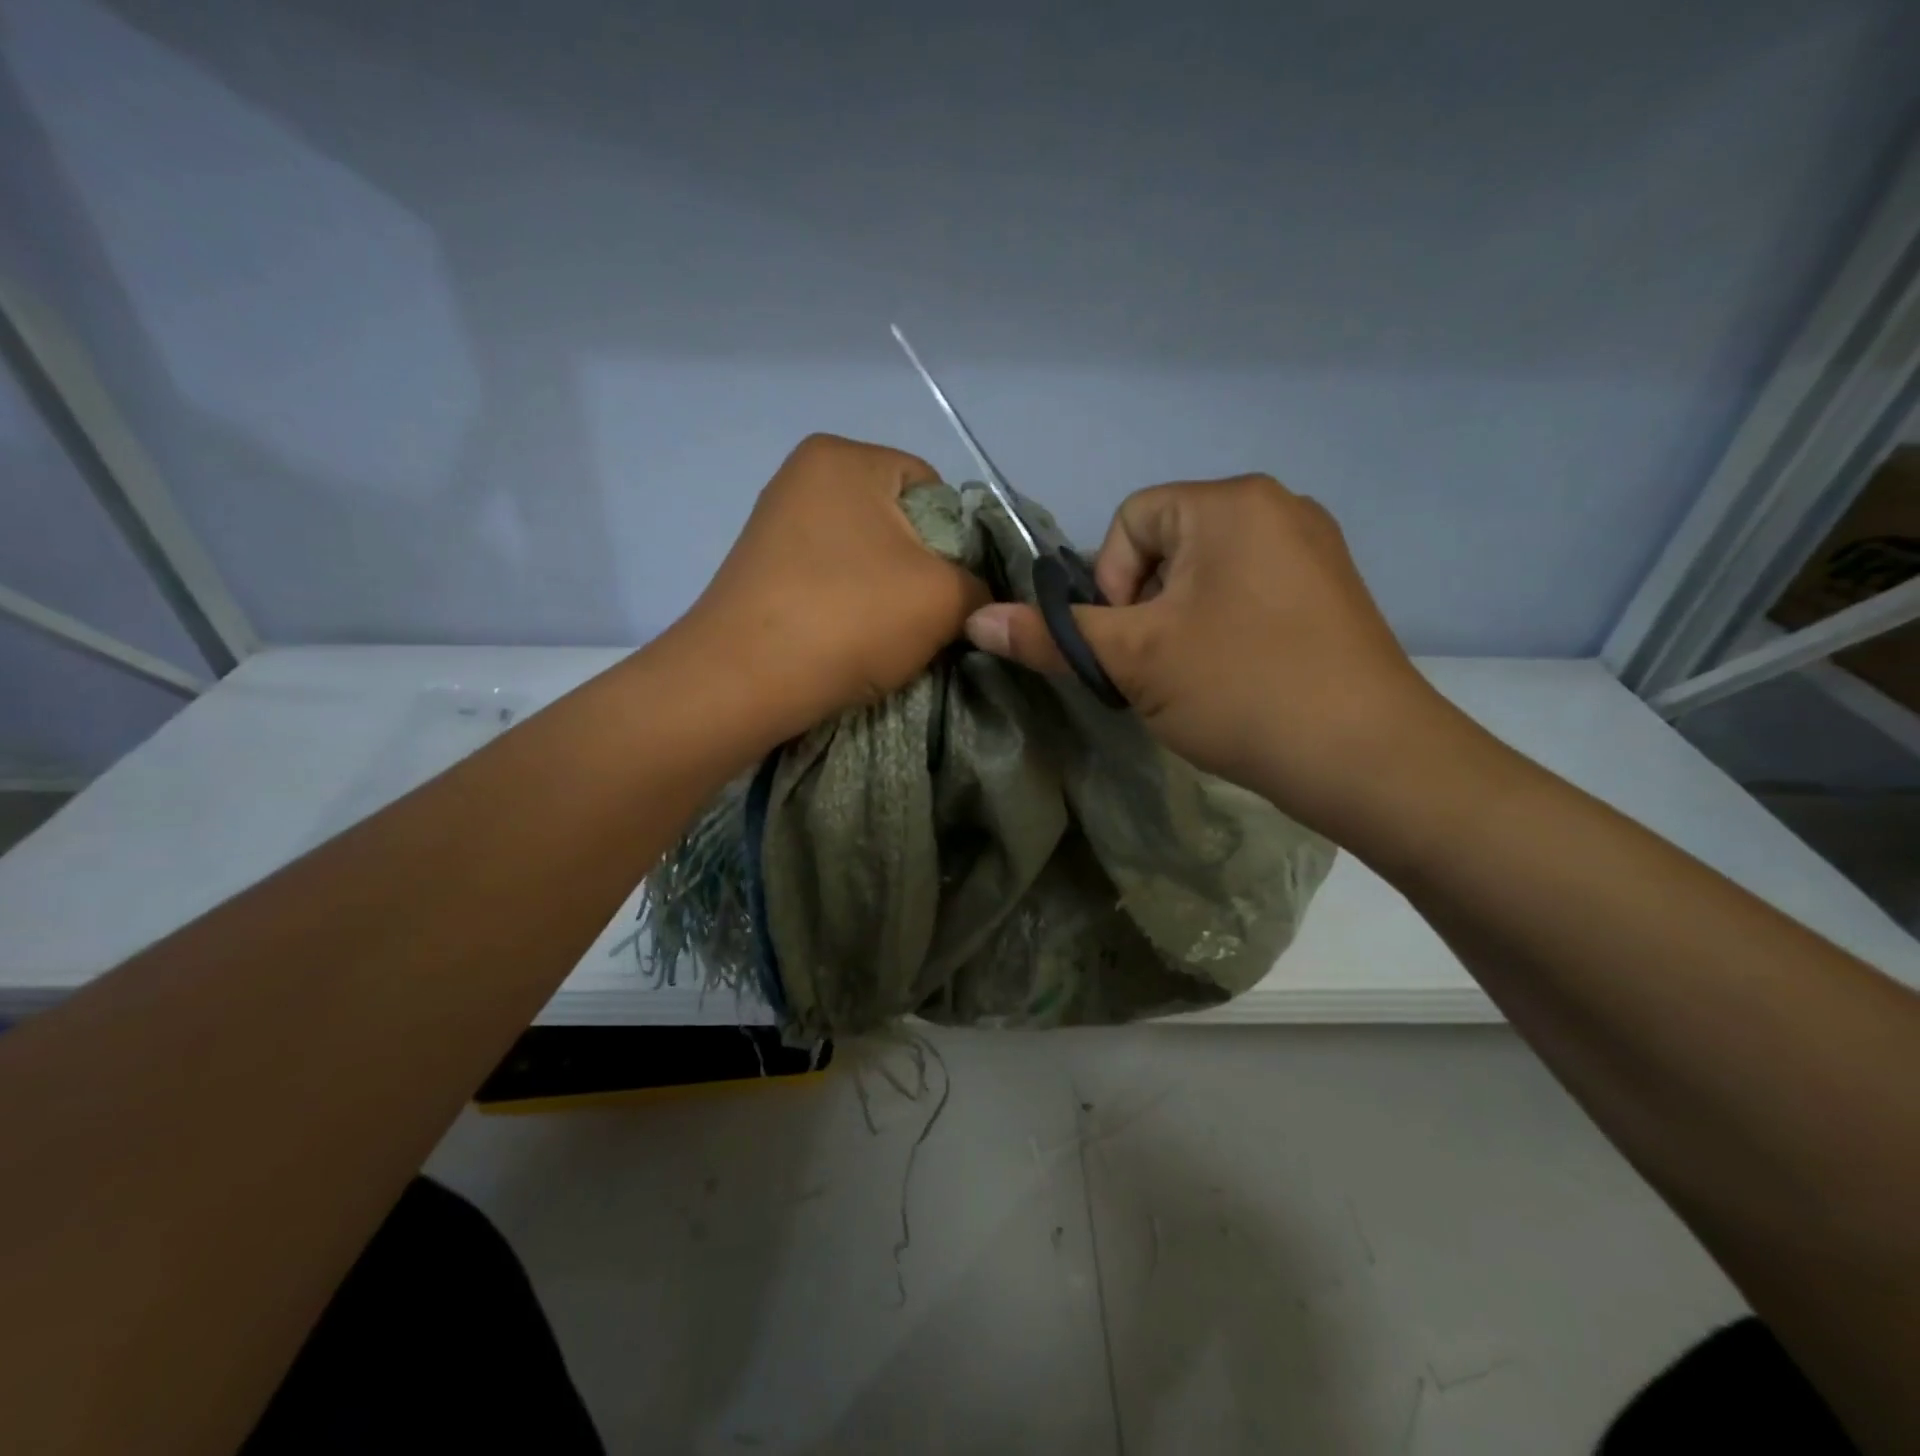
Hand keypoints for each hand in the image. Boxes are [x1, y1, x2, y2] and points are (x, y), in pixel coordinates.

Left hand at [674, 434, 988, 742]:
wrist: (742, 682)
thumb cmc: (849, 619)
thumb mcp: (944, 598)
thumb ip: (981, 587)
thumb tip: (977, 598)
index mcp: (845, 456)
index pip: (934, 490)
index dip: (957, 544)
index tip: (950, 593)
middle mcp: (804, 475)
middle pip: (898, 522)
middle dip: (921, 570)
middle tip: (923, 620)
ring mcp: (775, 521)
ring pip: (865, 556)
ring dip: (886, 594)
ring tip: (885, 637)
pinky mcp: (760, 567)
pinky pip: (830, 578)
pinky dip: (848, 606)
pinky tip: (849, 640)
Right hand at [964, 474, 1454, 837]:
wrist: (1368, 758)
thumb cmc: (1242, 689)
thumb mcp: (1134, 661)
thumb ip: (1052, 636)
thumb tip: (977, 620)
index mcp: (1230, 502)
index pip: (1130, 520)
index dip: (1110, 582)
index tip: (1130, 643)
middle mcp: (1277, 507)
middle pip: (1167, 546)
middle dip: (1144, 607)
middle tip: (1157, 668)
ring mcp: (1312, 549)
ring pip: (1206, 575)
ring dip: (1178, 623)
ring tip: (1194, 678)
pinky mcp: (1330, 593)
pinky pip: (1248, 593)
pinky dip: (1221, 629)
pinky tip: (1233, 678)